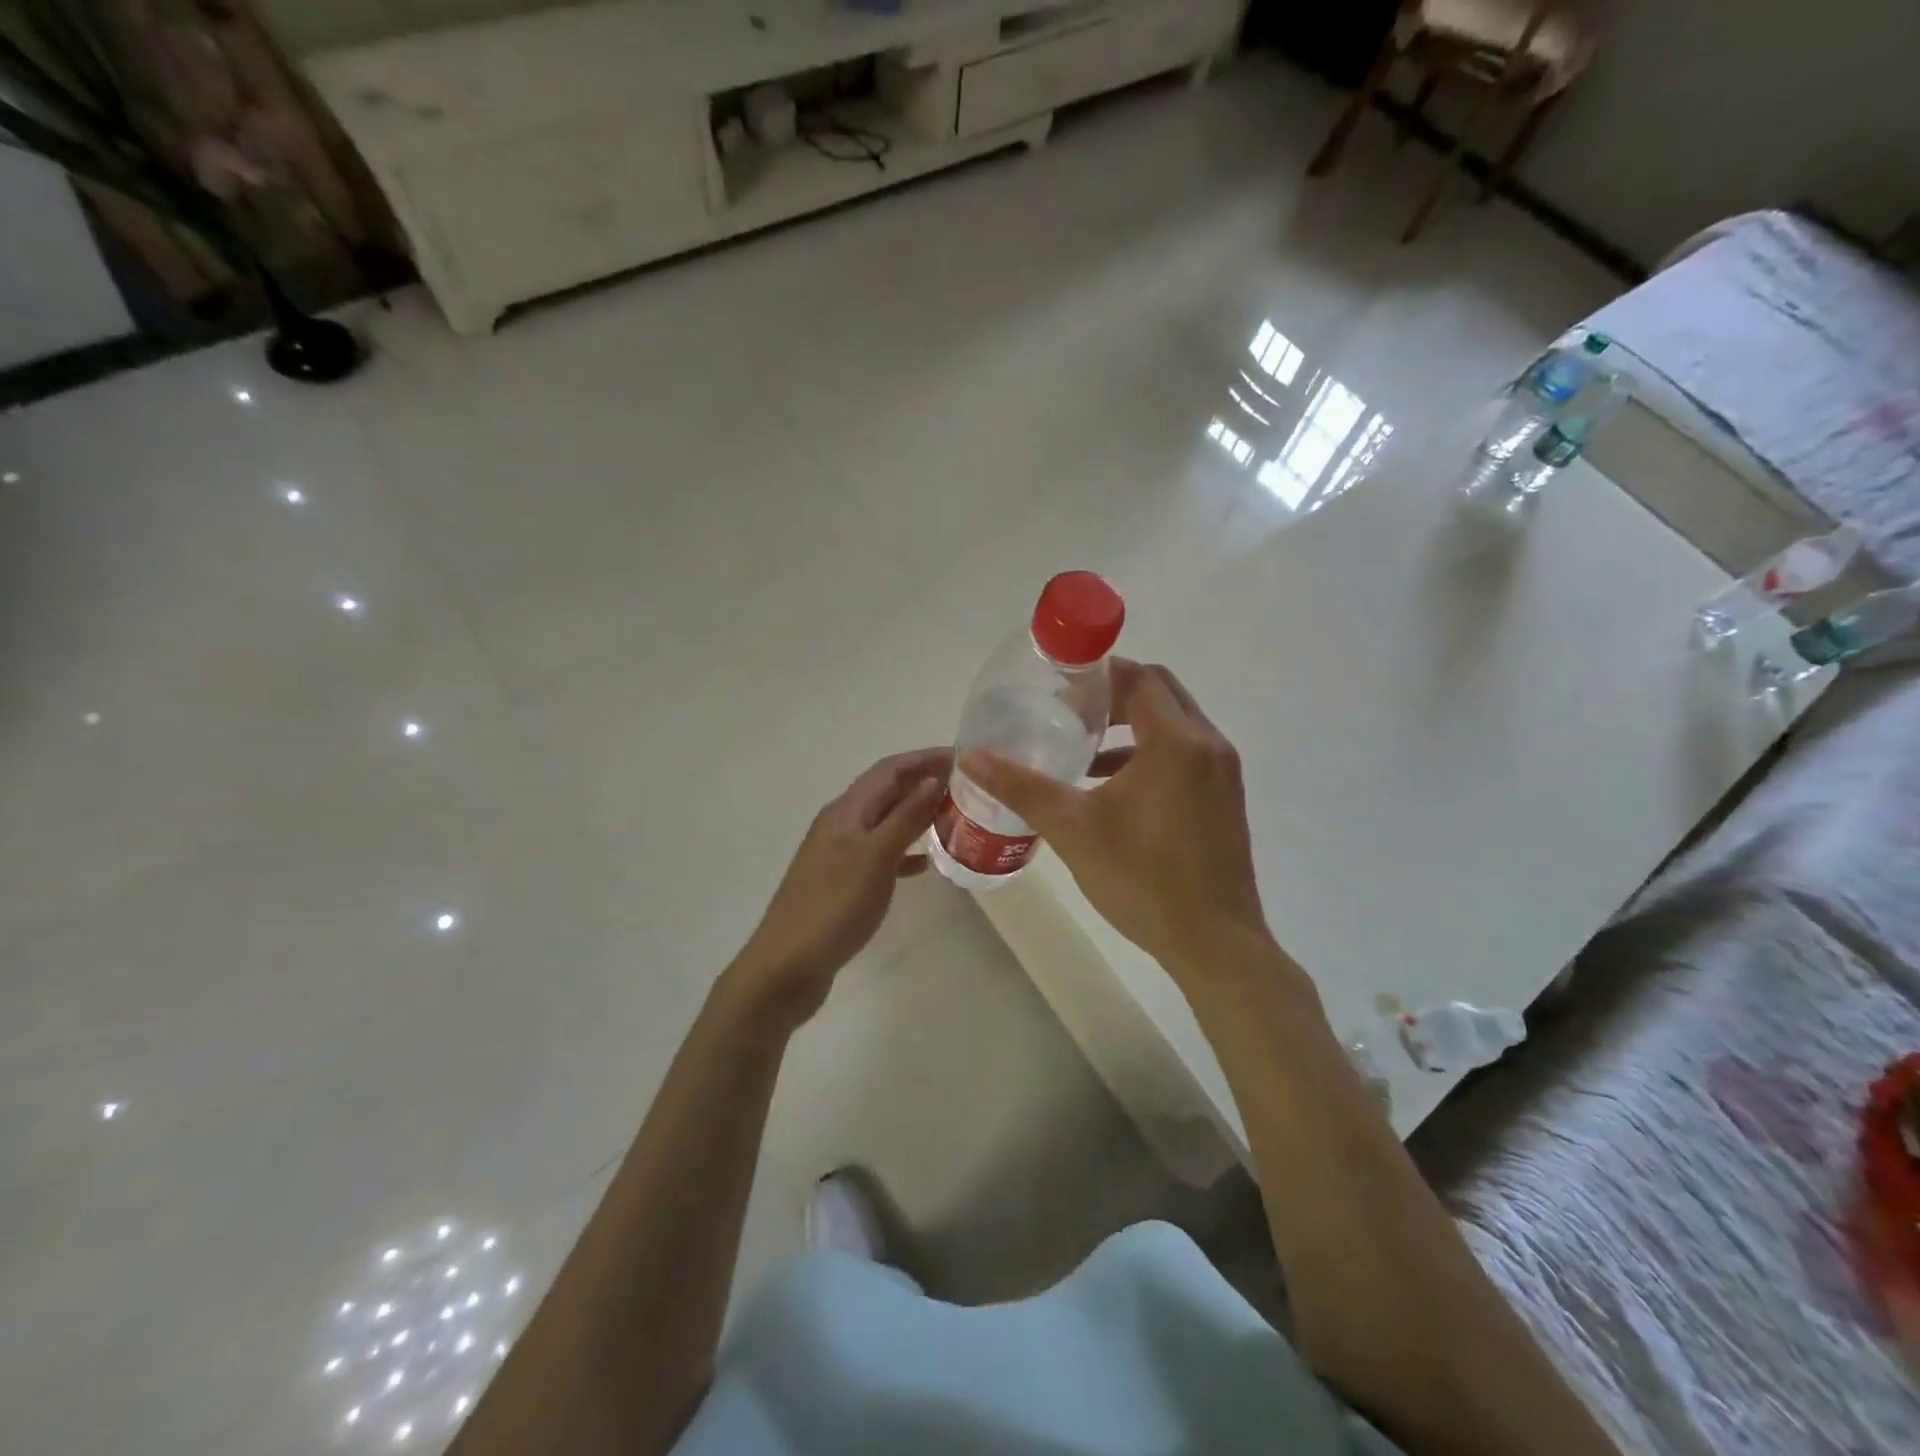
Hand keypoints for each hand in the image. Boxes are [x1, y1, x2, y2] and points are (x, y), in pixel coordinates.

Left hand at [726, 748, 947, 1028]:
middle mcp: (841, 824)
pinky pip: (882, 854)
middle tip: (968, 786)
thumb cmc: (833, 906)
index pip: (889, 770)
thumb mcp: (875, 857)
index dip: (924, 759)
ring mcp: (840, 854)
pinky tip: (927, 864)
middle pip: (887, 792)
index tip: (962, 757)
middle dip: (924, 782)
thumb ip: (905, 817)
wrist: (787, 967)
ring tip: (955, 818)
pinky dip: (906, 852)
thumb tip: (933, 778)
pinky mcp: (843, 883)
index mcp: (845, 811)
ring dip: (917, 815)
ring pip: (886, 822)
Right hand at [962, 660, 1269, 978]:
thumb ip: (1022, 788)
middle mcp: (1208, 745)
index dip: (1098, 674)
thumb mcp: (1073, 830)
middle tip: (1070, 710)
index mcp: (1176, 742)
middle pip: (1160, 692)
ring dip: (1132, 724)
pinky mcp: (1225, 797)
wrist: (1214, 943)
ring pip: (1175, 723)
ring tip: (1085, 749)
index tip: (1059, 685)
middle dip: (1115, 694)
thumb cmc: (1142, 879)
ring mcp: (1223, 772)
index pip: (1138, 679)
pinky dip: (1150, 752)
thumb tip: (972, 758)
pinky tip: (1113, 787)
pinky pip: (1186, 752)